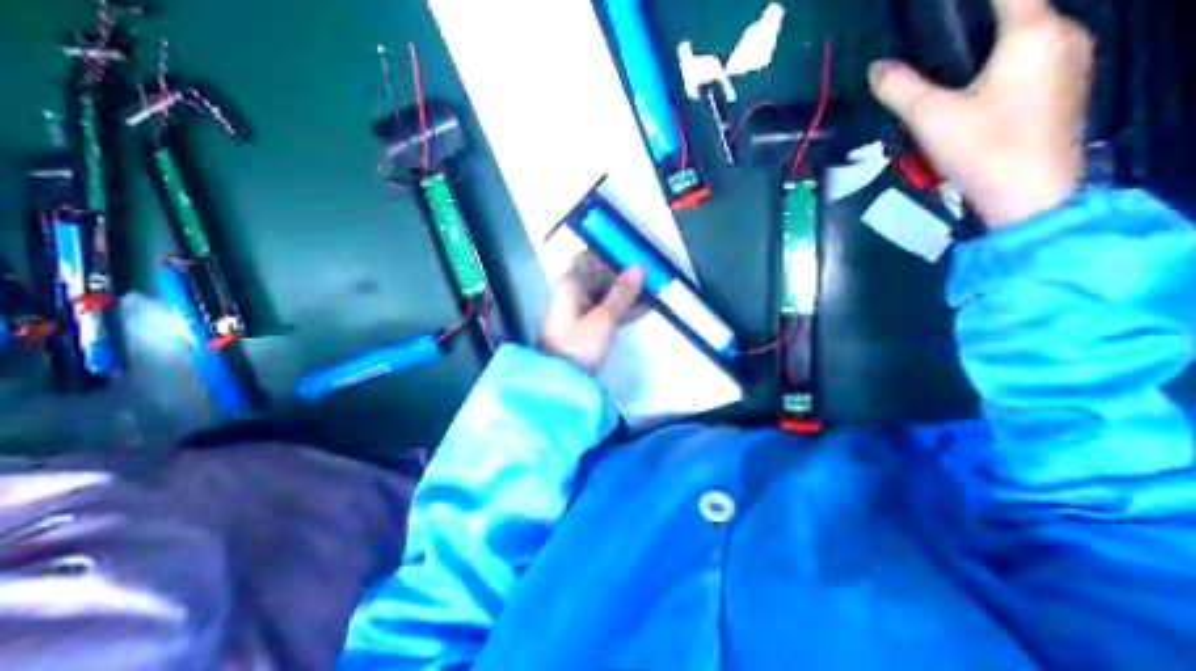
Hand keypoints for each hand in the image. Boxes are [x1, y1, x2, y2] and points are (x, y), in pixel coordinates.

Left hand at [540, 259, 645, 374]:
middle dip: (623, 275)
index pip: (588, 258)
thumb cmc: (578, 344)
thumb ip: (623, 292)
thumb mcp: (604, 318)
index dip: (609, 254)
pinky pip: (604, 311)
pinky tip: (644, 309)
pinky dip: (621, 309)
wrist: (559, 382)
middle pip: (598, 276)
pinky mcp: (583, 330)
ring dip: (625, 293)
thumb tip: (640, 265)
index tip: (633, 253)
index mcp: (569, 285)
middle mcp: (570, 294)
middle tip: (651, 274)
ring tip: (654, 291)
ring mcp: (576, 313)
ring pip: (603, 295)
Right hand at [870, 0, 1089, 227]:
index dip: (966, 3)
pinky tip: (983, 79)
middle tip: (940, 35)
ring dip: (997, 34)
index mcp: (1034, 31)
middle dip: (981, 16)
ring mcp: (1076, 59)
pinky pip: (1041, 51)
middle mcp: (1066, 33)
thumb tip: (877, 68)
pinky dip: (1012, 53)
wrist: (1034, 202)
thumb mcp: (931, 119)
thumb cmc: (985, 152)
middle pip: (1021, 6)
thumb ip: (899, 87)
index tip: (939, 12)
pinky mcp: (1073, 85)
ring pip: (1032, 28)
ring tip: (955, 57)